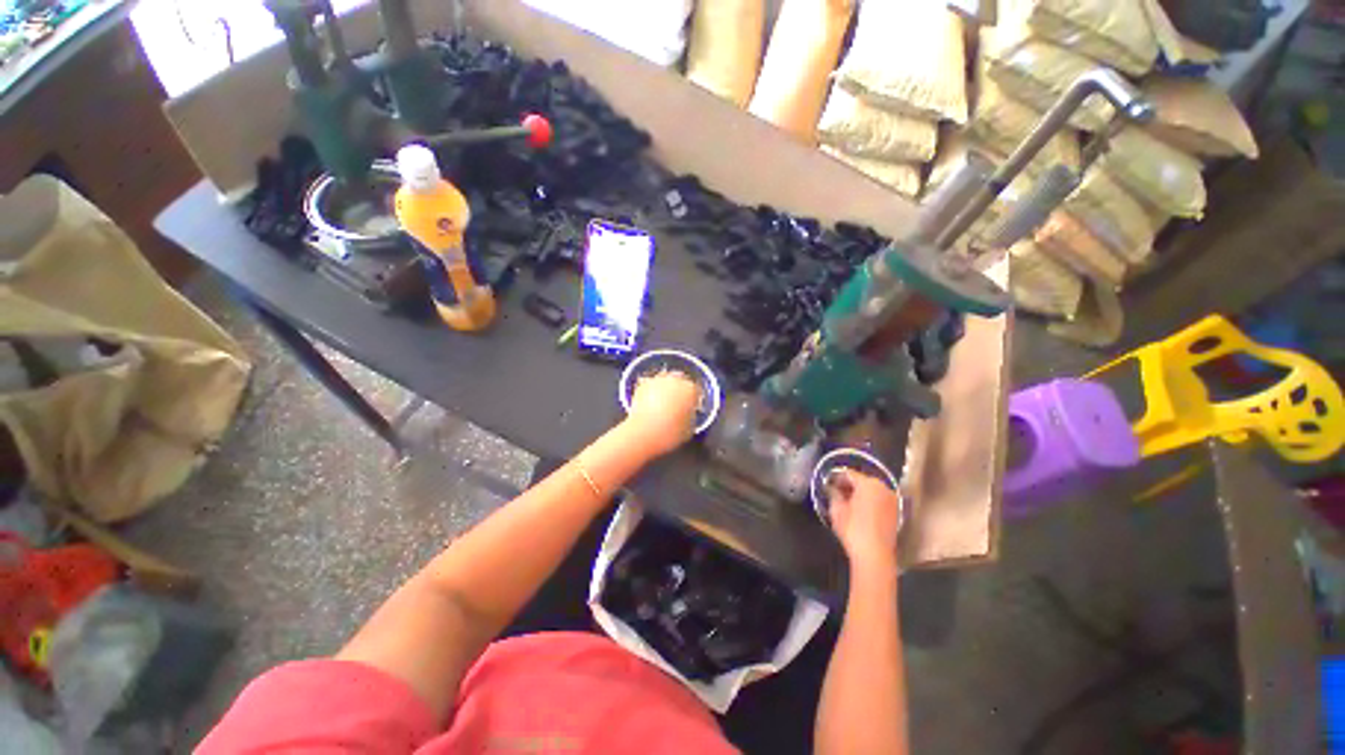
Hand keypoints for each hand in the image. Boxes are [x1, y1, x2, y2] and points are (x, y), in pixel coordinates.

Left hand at [623, 371, 700, 457]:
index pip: (696, 391)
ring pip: (665, 381)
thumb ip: (691, 417)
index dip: (693, 401)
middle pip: (681, 381)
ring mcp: (658, 381)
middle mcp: (675, 380)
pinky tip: (650, 404)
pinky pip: (651, 386)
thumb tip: (687, 415)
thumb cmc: (668, 433)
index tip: (690, 408)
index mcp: (690, 390)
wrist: (643, 433)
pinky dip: (652, 392)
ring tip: (662, 404)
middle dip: (679, 391)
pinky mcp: (643, 385)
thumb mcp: (689, 429)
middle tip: (676, 405)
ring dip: (665, 389)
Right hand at [826, 469, 902, 573]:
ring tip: (847, 503)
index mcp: (868, 483)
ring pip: (872, 491)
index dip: (836, 477)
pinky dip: (869, 502)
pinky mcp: (896, 513)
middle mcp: (883, 488)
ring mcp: (892, 500)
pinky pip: (879, 500)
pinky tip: (860, 511)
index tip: (828, 484)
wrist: (875, 555)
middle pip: (862, 481)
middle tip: (836, 493)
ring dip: (860, 494)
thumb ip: (834, 494)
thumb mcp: (837, 510)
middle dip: (849, 485)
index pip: (849, 473)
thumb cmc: (853, 529)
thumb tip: (832, 488)